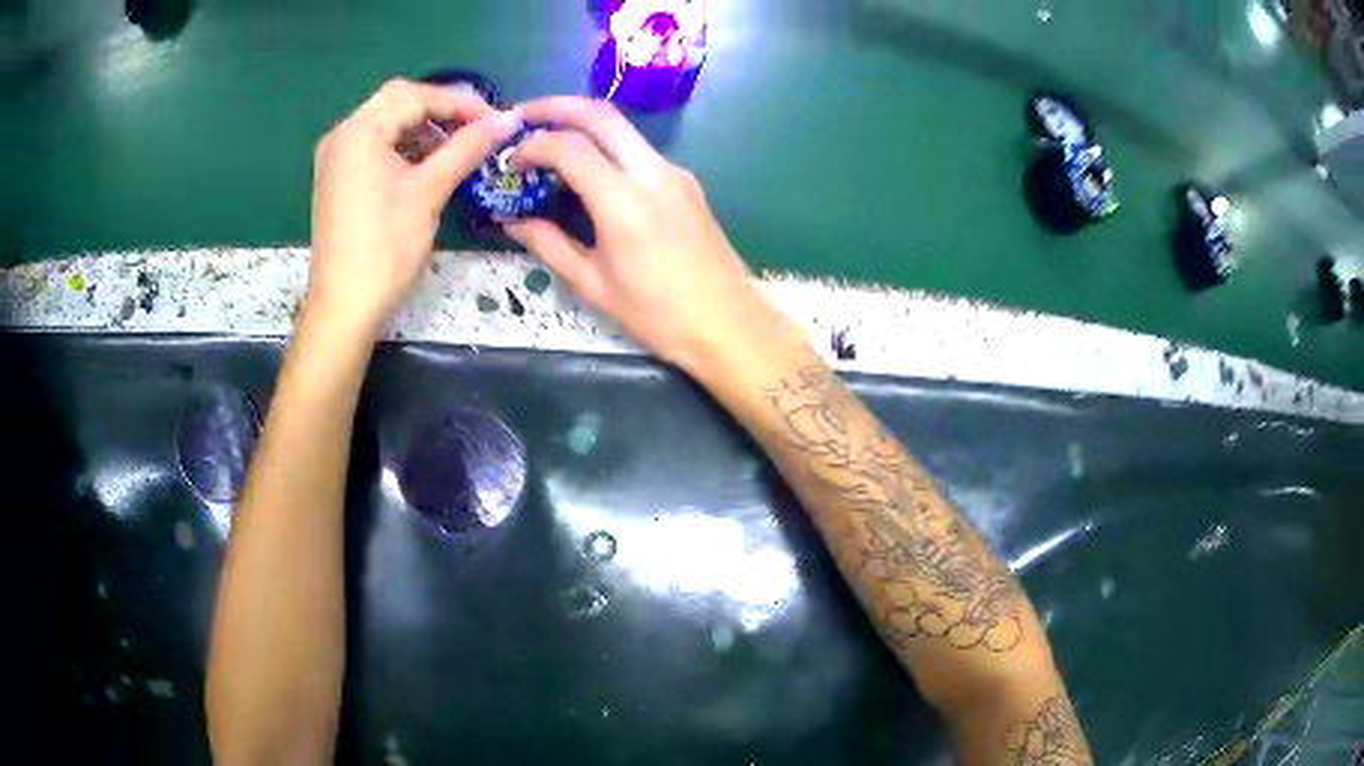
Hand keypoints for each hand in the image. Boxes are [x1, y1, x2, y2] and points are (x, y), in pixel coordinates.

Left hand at [308, 78, 519, 336]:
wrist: (344, 306)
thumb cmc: (386, 247)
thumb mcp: (430, 191)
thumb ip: (468, 147)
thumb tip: (507, 120)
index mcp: (359, 131)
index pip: (416, 96)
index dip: (461, 103)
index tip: (496, 120)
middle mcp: (342, 135)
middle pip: (398, 101)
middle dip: (440, 110)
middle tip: (476, 129)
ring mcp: (336, 158)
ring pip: (387, 123)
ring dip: (423, 129)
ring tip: (457, 149)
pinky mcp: (338, 179)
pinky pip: (376, 147)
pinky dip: (404, 148)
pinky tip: (428, 166)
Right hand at [503, 97, 786, 373]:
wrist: (729, 325)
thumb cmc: (658, 315)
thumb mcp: (593, 284)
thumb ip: (549, 244)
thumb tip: (512, 220)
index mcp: (624, 203)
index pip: (569, 146)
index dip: (532, 147)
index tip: (509, 164)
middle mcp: (653, 173)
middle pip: (600, 114)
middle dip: (555, 107)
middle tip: (521, 117)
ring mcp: (675, 173)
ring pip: (622, 127)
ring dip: (581, 123)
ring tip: (547, 140)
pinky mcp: (687, 181)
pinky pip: (639, 149)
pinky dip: (605, 145)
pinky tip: (586, 169)